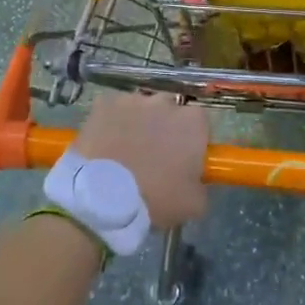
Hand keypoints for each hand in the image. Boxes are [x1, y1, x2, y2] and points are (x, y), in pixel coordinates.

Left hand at [74, 93, 208, 230]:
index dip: (192, 141)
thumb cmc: (156, 199)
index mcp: (192, 122)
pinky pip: (112, 110)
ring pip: (140, 109)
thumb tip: (195, 179)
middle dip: (165, 128)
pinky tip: (105, 144)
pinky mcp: (104, 103)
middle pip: (170, 111)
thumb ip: (201, 184)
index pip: (200, 124)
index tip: (183, 160)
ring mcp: (132, 100)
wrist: (103, 198)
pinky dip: (111, 123)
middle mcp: (165, 102)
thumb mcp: (194, 204)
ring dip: (138, 124)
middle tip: (154, 156)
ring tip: (126, 152)